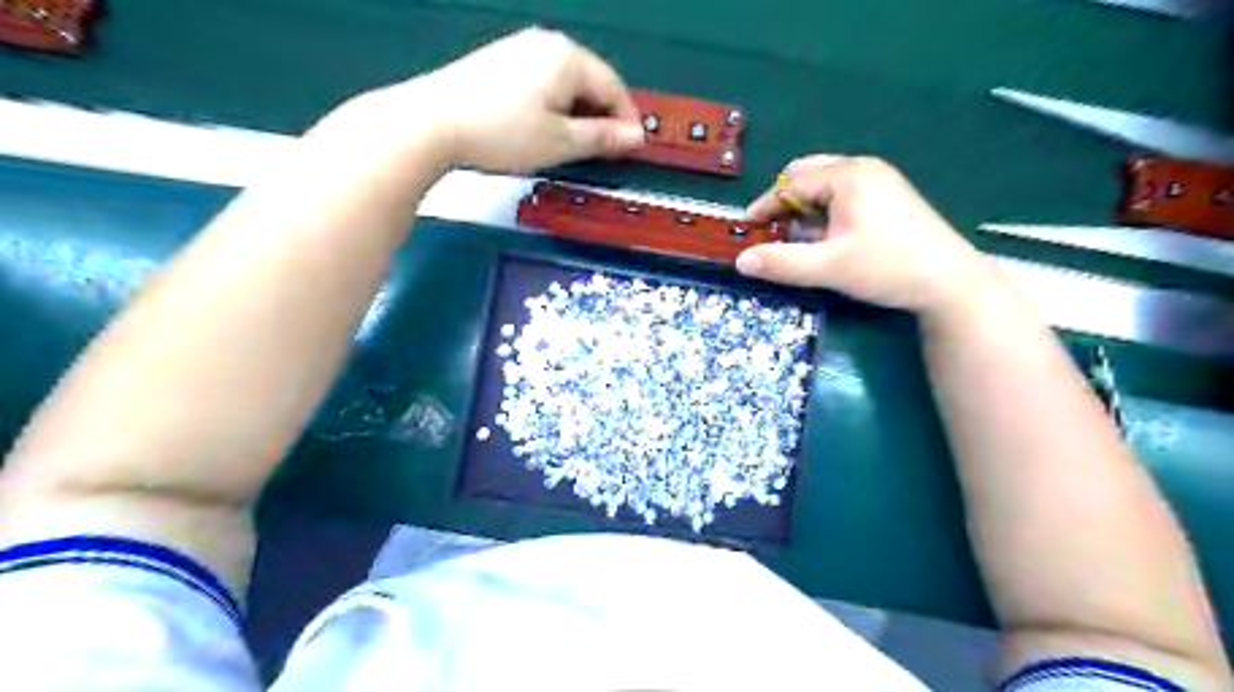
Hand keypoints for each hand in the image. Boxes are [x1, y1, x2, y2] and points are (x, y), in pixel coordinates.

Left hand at [375, 26, 646, 172]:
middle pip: (591, 82)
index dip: (627, 122)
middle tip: (603, 152)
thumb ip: (603, 138)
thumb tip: (636, 137)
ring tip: (573, 145)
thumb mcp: (561, 142)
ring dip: (578, 113)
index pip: (615, 88)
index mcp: (569, 58)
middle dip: (602, 117)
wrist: (434, 123)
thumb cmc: (505, 134)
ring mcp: (520, 48)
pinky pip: (543, 82)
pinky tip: (543, 128)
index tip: (632, 150)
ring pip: (566, 83)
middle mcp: (548, 44)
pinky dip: (554, 106)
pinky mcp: (500, 61)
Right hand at [735, 154, 994, 315]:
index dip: (765, 206)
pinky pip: (843, 194)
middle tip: (773, 232)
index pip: (791, 184)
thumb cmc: (887, 268)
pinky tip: (827, 237)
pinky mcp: (889, 197)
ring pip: (825, 185)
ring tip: (798, 238)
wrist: (950, 282)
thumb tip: (740, 261)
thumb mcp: (828, 268)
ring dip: (805, 207)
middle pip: (808, 174)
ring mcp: (880, 180)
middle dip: (785, 201)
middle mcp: (863, 169)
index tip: (746, 228)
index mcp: (848, 176)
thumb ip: (781, 263)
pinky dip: (825, 211)